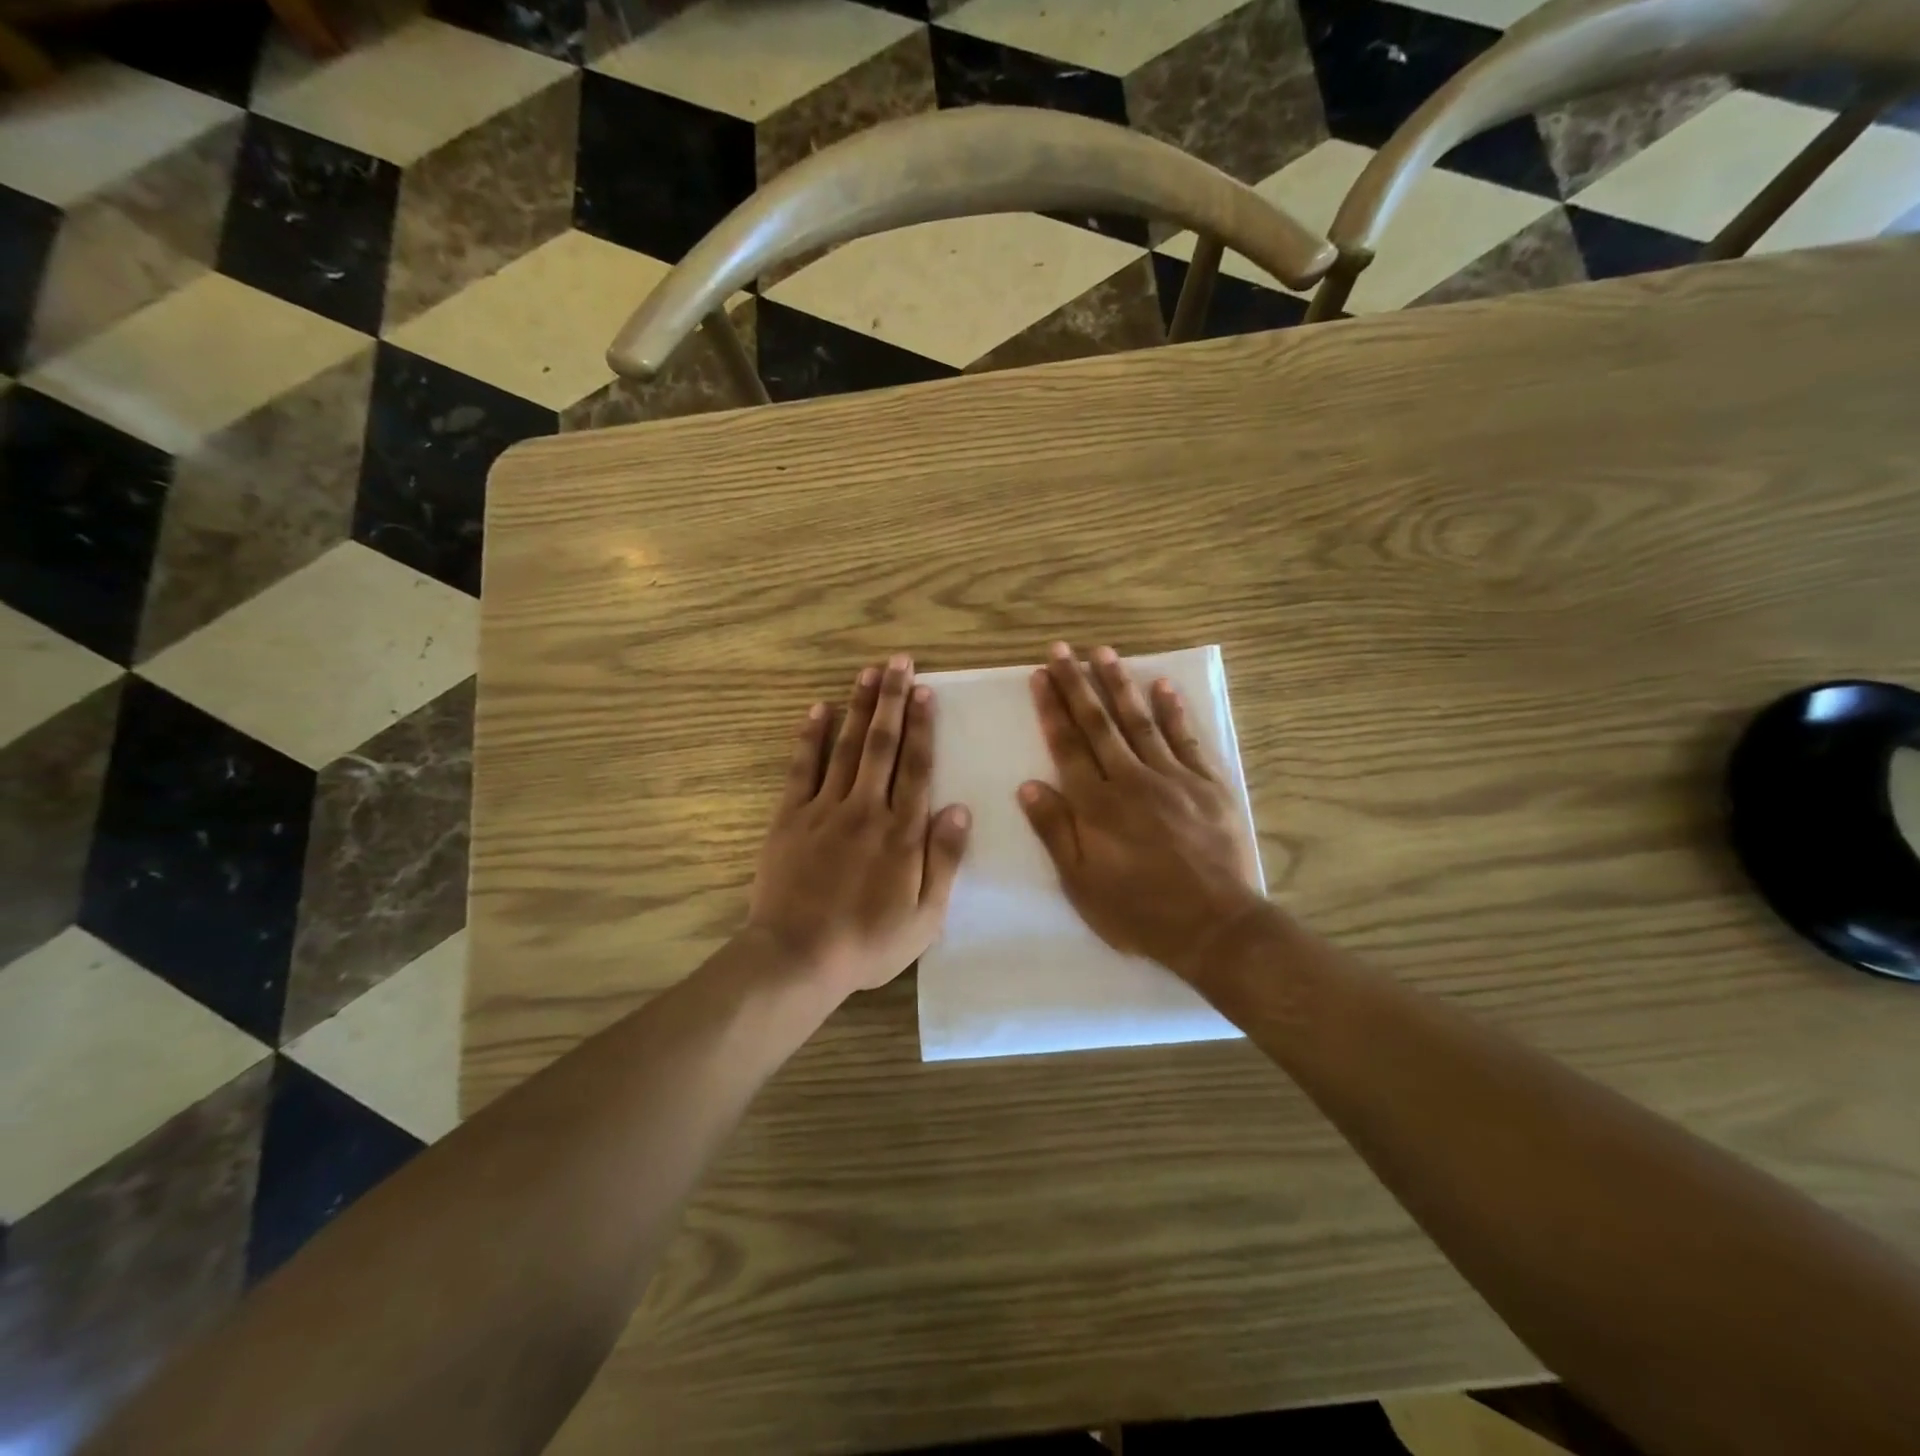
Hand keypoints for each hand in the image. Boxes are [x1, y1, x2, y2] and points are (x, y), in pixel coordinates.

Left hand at [748, 654, 971, 995]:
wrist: (798, 957)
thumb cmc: (869, 942)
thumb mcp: (925, 915)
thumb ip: (944, 859)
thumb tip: (960, 808)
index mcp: (902, 832)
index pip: (917, 768)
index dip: (923, 727)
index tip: (926, 692)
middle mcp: (866, 809)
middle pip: (883, 745)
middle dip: (893, 700)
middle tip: (899, 662)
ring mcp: (825, 809)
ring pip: (847, 747)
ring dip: (859, 707)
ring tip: (869, 673)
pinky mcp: (790, 817)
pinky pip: (803, 768)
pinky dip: (811, 737)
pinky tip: (819, 709)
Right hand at [1019, 642, 1263, 979]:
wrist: (1214, 927)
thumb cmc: (1139, 911)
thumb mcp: (1082, 883)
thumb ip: (1055, 831)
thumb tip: (1028, 785)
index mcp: (1097, 805)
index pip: (1067, 746)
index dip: (1051, 709)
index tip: (1040, 676)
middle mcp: (1130, 780)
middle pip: (1098, 724)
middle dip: (1077, 684)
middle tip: (1062, 649)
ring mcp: (1172, 777)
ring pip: (1139, 721)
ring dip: (1119, 685)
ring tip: (1104, 653)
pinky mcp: (1207, 784)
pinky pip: (1187, 739)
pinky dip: (1174, 712)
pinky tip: (1163, 686)